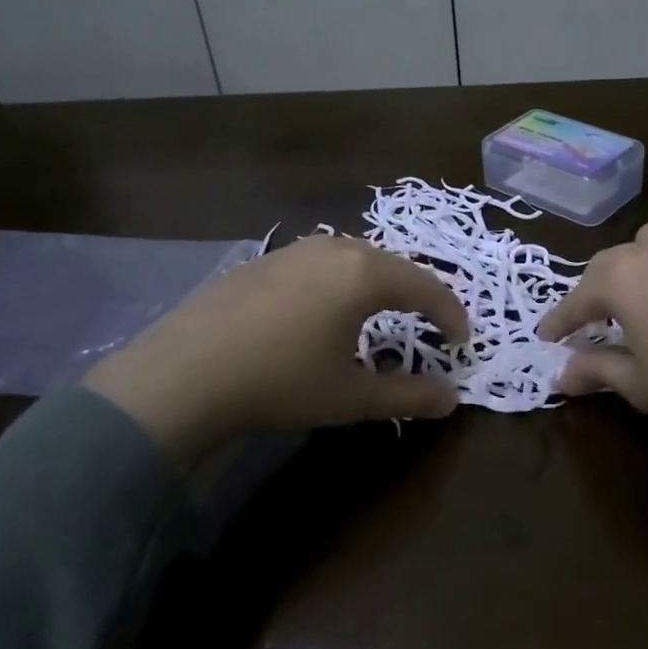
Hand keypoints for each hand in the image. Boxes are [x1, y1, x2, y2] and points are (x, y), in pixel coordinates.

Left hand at [84, 235, 468, 461]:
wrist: (184, 372)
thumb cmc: (280, 382)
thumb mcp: (351, 397)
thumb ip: (408, 396)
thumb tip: (451, 399)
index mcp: (366, 275)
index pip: (427, 288)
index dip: (451, 314)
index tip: (463, 341)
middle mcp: (336, 249)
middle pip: (395, 266)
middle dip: (421, 294)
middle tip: (433, 323)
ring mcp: (297, 249)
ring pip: (357, 258)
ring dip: (382, 283)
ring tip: (387, 311)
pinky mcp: (266, 259)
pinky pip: (323, 262)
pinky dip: (344, 281)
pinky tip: (328, 308)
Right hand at [537, 201, 647, 522]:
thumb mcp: (639, 386)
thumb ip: (597, 371)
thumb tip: (560, 377)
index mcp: (621, 279)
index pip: (577, 299)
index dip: (560, 321)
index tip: (547, 338)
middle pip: (613, 262)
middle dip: (598, 291)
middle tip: (597, 322)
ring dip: (644, 262)